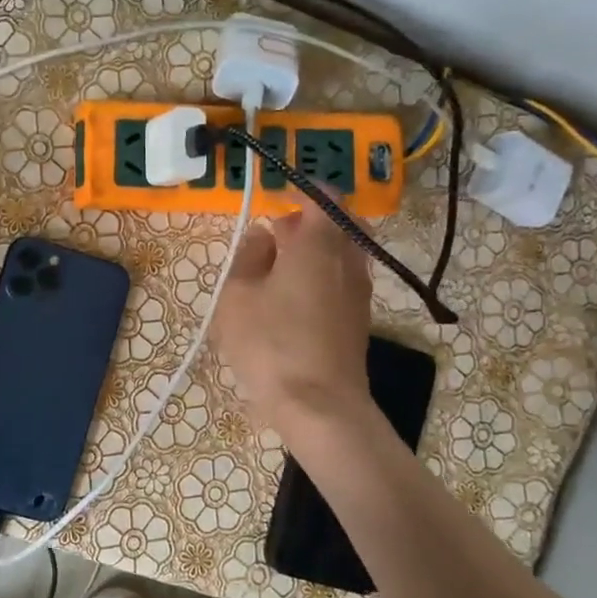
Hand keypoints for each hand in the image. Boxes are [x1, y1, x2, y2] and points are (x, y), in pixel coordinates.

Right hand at [212, 206, 375, 438]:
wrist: (319, 405)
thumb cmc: (271, 343)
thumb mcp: (237, 296)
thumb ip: (247, 257)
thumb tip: (262, 237)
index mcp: (318, 244)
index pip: (322, 198)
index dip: (299, 191)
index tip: (274, 198)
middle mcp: (348, 260)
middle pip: (339, 223)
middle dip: (308, 220)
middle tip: (276, 232)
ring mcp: (358, 292)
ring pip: (342, 253)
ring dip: (315, 249)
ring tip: (278, 267)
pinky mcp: (358, 319)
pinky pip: (342, 279)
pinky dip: (321, 274)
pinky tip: (292, 297)